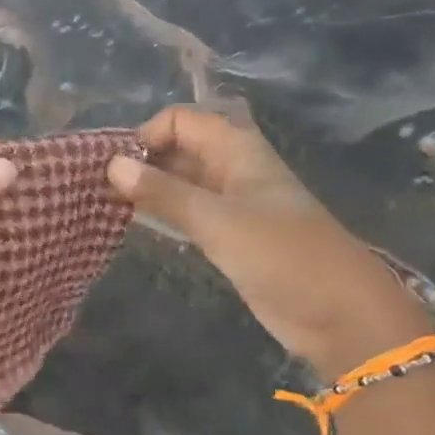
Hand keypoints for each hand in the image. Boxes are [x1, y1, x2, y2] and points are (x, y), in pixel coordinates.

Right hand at [107, 105, 431, 379]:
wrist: (337, 313)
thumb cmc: (282, 255)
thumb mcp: (217, 220)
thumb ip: (163, 192)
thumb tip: (111, 165)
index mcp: (237, 150)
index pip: (180, 121)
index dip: (145, 136)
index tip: (113, 169)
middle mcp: (232, 170)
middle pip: (178, 149)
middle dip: (140, 163)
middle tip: (96, 190)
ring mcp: (231, 205)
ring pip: (180, 184)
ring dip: (146, 190)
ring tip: (104, 207)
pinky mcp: (228, 237)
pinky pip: (186, 214)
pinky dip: (161, 215)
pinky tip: (133, 228)